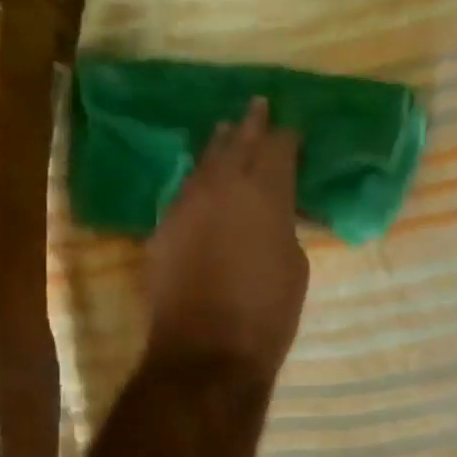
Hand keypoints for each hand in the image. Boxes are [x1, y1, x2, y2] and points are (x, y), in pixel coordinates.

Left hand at [145, 97, 309, 380]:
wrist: (207, 351)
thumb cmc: (267, 312)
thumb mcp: (295, 264)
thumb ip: (284, 227)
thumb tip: (273, 216)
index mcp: (264, 192)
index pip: (278, 148)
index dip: (287, 138)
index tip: (293, 134)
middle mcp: (221, 186)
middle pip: (236, 143)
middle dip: (250, 125)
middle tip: (257, 106)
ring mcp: (186, 205)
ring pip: (204, 163)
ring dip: (218, 147)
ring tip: (225, 132)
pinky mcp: (162, 229)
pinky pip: (184, 194)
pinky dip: (198, 184)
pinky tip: (202, 185)